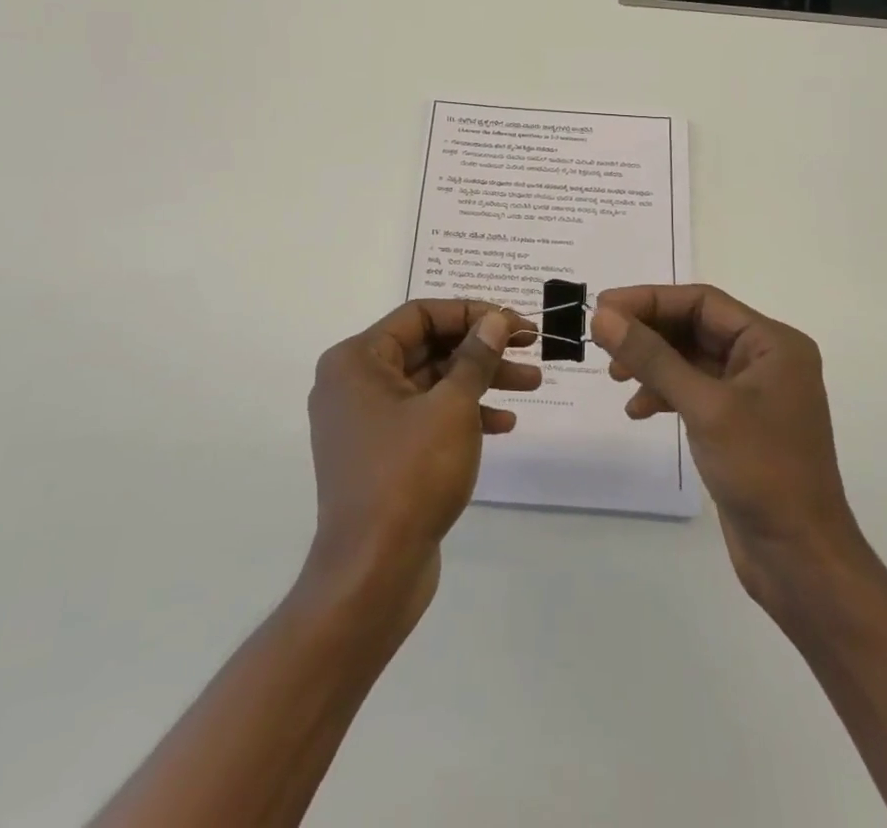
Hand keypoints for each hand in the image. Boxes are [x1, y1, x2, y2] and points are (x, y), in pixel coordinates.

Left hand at [306, 300, 539, 619]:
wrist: (371, 574)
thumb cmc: (409, 476)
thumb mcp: (452, 407)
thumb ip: (476, 357)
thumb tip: (495, 319)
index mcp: (357, 359)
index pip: (421, 314)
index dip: (472, 313)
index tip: (515, 322)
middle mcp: (354, 382)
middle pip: (428, 347)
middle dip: (482, 348)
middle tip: (530, 347)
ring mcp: (366, 420)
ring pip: (431, 383)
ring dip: (480, 381)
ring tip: (533, 383)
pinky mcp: (381, 453)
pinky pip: (425, 416)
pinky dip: (462, 414)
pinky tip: (503, 424)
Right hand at [592, 285, 868, 612]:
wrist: (800, 560)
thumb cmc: (762, 471)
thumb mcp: (703, 407)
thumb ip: (651, 357)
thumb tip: (602, 316)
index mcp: (772, 343)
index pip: (702, 302)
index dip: (650, 300)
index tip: (604, 307)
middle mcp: (765, 359)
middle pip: (695, 327)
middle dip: (649, 332)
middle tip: (602, 340)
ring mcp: (752, 393)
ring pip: (691, 359)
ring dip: (652, 363)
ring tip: (615, 377)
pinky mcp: (737, 424)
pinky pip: (694, 390)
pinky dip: (664, 393)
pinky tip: (638, 410)